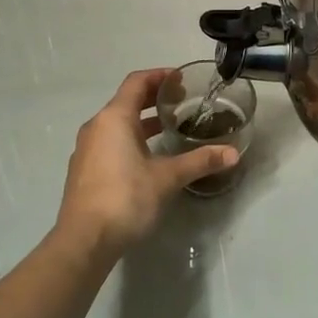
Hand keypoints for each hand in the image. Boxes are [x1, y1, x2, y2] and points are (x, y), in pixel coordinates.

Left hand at [53, 69, 238, 258]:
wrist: (84, 241)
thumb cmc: (125, 198)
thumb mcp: (167, 178)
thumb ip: (199, 161)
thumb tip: (233, 153)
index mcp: (114, 118)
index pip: (137, 82)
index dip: (160, 76)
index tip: (182, 79)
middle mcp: (96, 127)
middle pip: (126, 100)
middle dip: (153, 98)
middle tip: (182, 101)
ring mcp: (86, 149)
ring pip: (117, 123)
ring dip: (142, 120)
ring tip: (169, 127)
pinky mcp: (84, 170)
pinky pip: (109, 142)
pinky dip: (130, 139)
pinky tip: (148, 157)